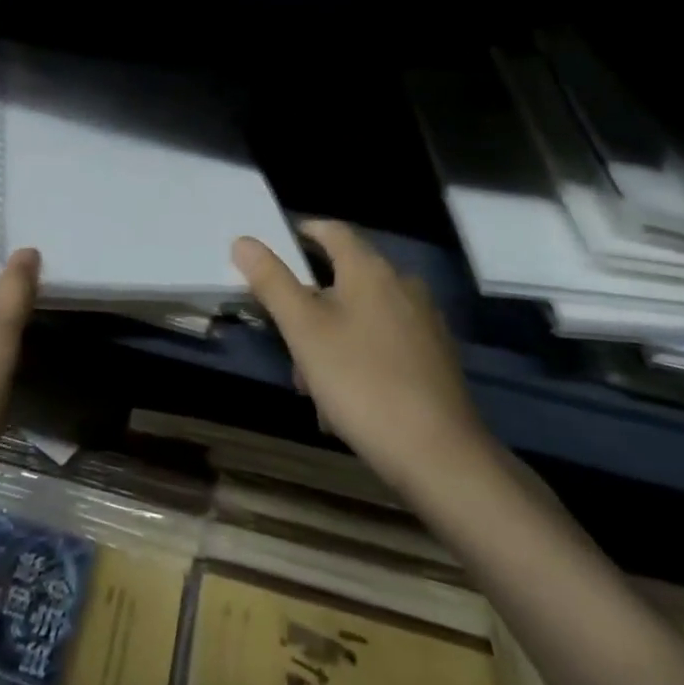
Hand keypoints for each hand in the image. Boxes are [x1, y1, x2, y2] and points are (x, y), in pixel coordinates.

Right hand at [232, 221, 494, 498]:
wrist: (439, 454)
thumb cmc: (361, 381)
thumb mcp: (303, 330)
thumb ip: (272, 282)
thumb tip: (244, 240)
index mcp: (370, 269)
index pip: (332, 230)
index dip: (303, 232)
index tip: (277, 249)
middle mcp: (402, 284)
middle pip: (345, 278)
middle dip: (311, 305)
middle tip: (287, 340)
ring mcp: (424, 321)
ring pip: (363, 316)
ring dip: (332, 339)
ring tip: (313, 385)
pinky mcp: (436, 357)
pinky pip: (385, 343)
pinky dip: (360, 358)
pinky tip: (347, 401)